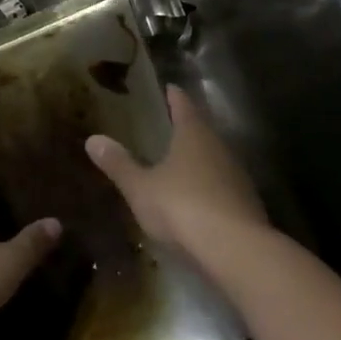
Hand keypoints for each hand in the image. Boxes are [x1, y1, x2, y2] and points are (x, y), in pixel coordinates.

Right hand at [86, 85, 267, 254]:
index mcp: (193, 134)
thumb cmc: (183, 207)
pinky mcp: (247, 205)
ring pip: (215, 159)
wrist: (237, 251)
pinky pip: (223, 187)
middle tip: (167, 125)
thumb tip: (93, 139)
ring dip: (199, 159)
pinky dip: (209, 187)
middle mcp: (219, 148)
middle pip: (202, 130)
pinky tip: (197, 199)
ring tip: (179, 162)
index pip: (183, 104)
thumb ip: (119, 164)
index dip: (174, 95)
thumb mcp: (141, 188)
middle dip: (186, 127)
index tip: (168, 87)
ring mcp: (237, 177)